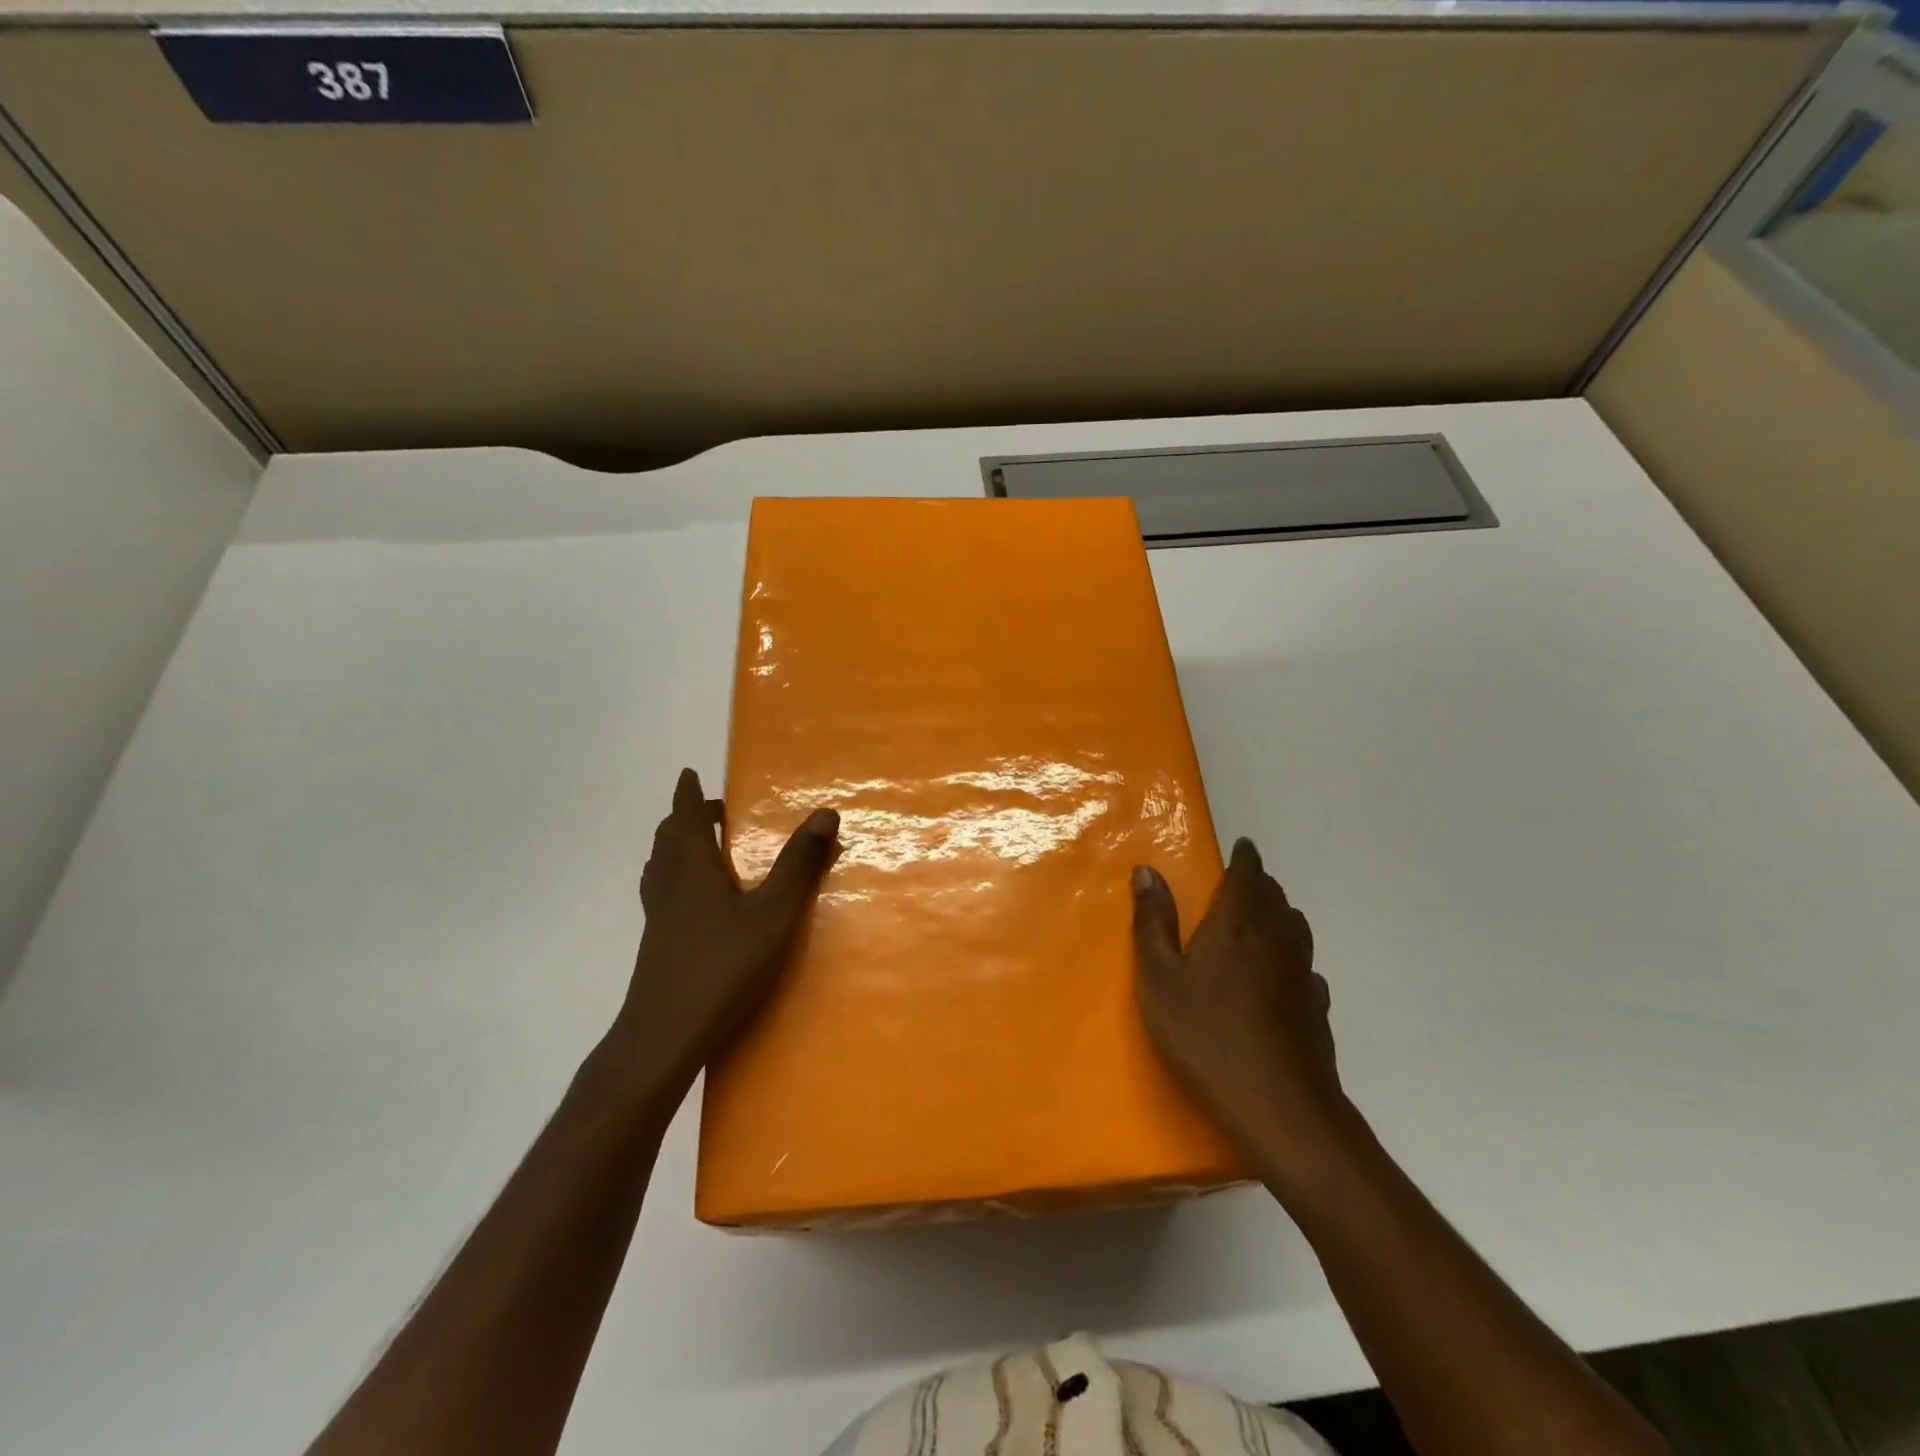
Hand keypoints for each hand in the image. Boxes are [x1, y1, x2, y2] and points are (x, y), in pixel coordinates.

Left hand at [611, 767, 838, 1091]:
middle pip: (668, 841)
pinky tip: (695, 903)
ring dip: (676, 848)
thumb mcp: (773, 914)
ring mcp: (658, 919)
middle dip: (685, 819)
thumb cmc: (722, 967)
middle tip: (709, 812)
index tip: (689, 773)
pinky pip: (662, 895)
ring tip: (700, 848)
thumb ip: (799, 865)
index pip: (684, 818)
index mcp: (692, 870)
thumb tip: (826, 813)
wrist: (664, 1037)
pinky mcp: (657, 946)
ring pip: (660, 869)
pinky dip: (675, 879)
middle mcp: (669, 887)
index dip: (687, 794)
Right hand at [1132, 839, 1348, 1173]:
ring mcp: (1302, 974)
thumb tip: (1146, 870)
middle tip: (1241, 882)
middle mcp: (1276, 939)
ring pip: (1295, 928)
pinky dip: (1292, 956)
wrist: (1279, 1106)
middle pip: (1275, 897)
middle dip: (1259, 883)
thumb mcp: (1160, 978)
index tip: (1242, 847)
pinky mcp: (1317, 1008)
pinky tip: (1283, 975)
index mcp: (1237, 924)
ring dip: (1279, 914)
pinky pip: (1306, 966)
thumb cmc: (1206, 1034)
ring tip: (1260, 919)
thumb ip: (1153, 922)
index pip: (1248, 875)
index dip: (1245, 858)